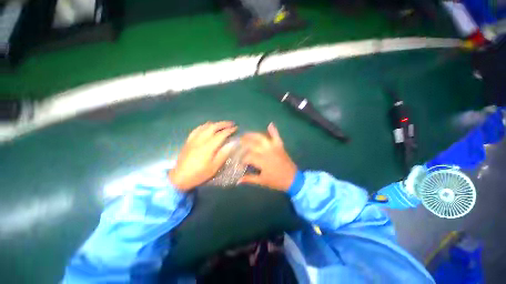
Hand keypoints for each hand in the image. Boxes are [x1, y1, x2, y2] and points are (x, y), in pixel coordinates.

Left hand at [169, 121, 236, 190]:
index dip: (229, 130)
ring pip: (204, 126)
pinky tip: (207, 127)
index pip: (221, 134)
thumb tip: (232, 144)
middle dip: (223, 124)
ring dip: (214, 124)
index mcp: (208, 147)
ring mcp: (193, 139)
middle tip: (230, 124)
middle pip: (213, 127)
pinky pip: (197, 129)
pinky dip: (204, 126)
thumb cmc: (199, 174)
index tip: (235, 128)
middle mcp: (200, 140)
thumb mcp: (214, 167)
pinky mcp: (188, 141)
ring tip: (221, 125)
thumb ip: (223, 154)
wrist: (179, 178)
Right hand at [239, 123, 296, 191]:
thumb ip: (249, 179)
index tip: (239, 161)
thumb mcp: (262, 181)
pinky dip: (273, 130)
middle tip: (238, 142)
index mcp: (262, 161)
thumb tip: (237, 181)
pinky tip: (270, 124)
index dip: (242, 159)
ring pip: (262, 138)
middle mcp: (267, 152)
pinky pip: (276, 136)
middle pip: (253, 144)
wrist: (293, 179)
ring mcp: (274, 147)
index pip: (248, 157)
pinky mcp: (280, 146)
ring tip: (246, 134)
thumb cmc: (276, 181)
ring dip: (253, 135)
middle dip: (244, 142)